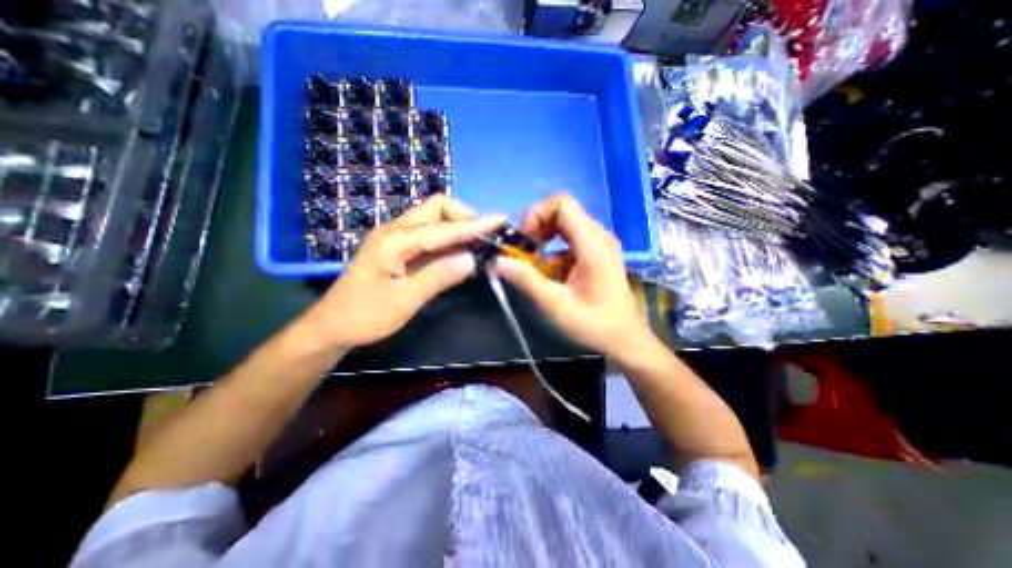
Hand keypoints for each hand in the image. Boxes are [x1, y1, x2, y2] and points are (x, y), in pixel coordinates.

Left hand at [299, 197, 505, 349]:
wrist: (332, 327)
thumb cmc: (365, 316)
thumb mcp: (405, 301)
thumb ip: (439, 276)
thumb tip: (471, 259)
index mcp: (395, 240)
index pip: (444, 227)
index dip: (475, 224)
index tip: (501, 220)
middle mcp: (395, 230)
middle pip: (437, 208)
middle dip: (464, 217)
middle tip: (485, 237)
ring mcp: (396, 238)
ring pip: (433, 219)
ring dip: (458, 226)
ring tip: (479, 242)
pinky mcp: (398, 248)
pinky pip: (428, 235)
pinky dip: (448, 239)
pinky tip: (460, 251)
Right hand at [495, 193, 652, 356]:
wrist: (625, 341)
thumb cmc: (594, 325)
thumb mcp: (555, 305)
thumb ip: (526, 280)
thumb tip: (498, 260)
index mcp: (593, 243)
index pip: (562, 204)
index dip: (537, 214)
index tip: (525, 241)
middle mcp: (599, 237)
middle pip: (562, 212)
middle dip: (538, 228)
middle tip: (525, 253)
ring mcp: (600, 246)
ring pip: (565, 227)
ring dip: (544, 242)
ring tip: (534, 266)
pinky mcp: (597, 256)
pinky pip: (570, 243)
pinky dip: (554, 253)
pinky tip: (551, 276)